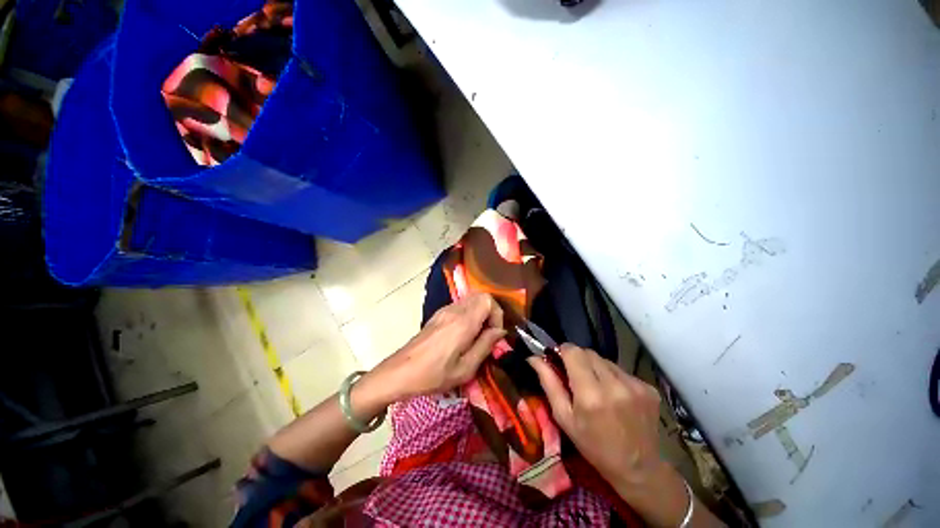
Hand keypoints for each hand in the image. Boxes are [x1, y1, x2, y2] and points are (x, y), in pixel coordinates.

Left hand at [367, 293, 505, 402]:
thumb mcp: (465, 369)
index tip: (495, 333)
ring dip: (480, 313)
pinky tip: (464, 335)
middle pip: (480, 296)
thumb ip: (485, 346)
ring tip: (477, 336)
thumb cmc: (433, 375)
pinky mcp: (438, 315)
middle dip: (491, 312)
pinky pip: (460, 306)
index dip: (497, 314)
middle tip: (489, 333)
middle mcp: (454, 310)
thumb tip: (500, 331)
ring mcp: (444, 311)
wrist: (400, 372)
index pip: (488, 300)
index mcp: (463, 322)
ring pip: (470, 300)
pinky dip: (469, 315)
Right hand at [527, 345, 663, 487]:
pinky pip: (621, 370)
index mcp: (590, 394)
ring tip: (597, 388)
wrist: (638, 468)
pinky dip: (613, 377)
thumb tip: (533, 357)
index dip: (563, 352)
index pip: (573, 351)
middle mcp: (614, 385)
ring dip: (596, 368)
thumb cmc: (593, 446)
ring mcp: (635, 385)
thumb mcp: (564, 418)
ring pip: (605, 360)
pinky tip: (615, 396)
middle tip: (576, 377)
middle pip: (589, 352)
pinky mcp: (649, 387)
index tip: (560, 361)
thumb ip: (549, 383)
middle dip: (579, 359)